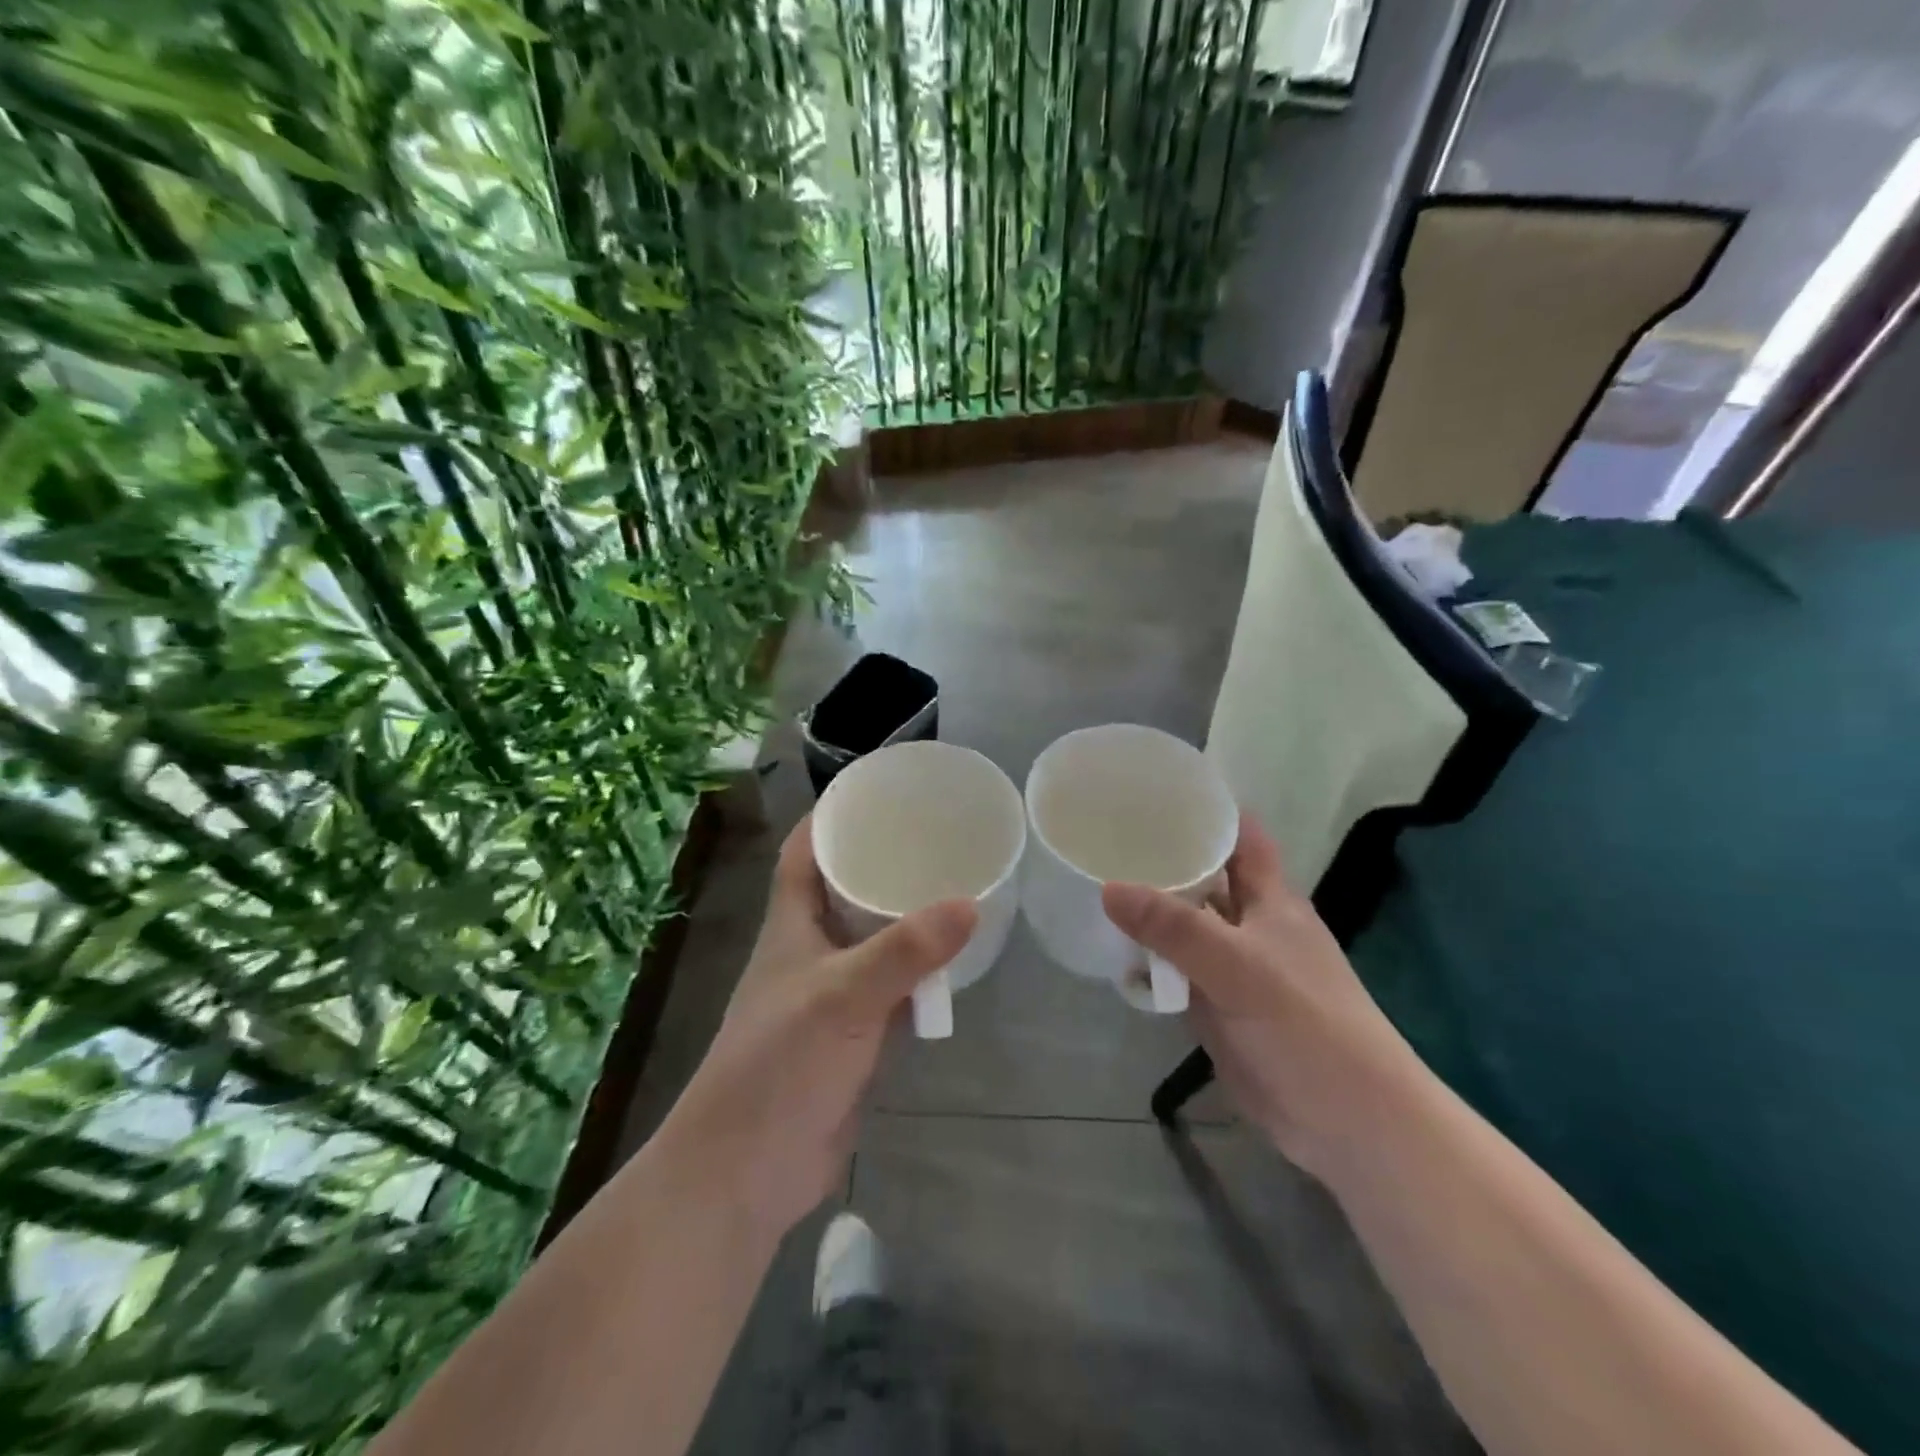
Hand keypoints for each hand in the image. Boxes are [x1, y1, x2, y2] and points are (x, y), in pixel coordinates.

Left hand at [657, 817, 975, 1238]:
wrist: (748, 1171)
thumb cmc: (780, 1065)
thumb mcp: (843, 996)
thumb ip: (905, 951)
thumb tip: (971, 903)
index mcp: (790, 926)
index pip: (803, 854)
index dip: (828, 817)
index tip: (873, 790)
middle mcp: (809, 951)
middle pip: (843, 891)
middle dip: (881, 862)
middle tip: (934, 835)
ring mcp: (831, 996)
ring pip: (872, 940)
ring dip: (904, 918)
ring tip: (955, 884)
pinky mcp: (852, 1036)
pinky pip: (890, 988)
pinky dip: (917, 973)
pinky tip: (953, 961)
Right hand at [1102, 814, 1416, 1171]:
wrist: (1345, 1121)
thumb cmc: (1306, 1025)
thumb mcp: (1239, 966)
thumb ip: (1174, 927)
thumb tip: (1107, 887)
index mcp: (1270, 899)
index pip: (1240, 835)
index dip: (1208, 808)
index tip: (1156, 788)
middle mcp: (1249, 924)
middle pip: (1204, 877)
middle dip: (1162, 857)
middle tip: (1103, 832)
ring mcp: (1231, 966)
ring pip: (1184, 925)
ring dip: (1149, 909)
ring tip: (1093, 879)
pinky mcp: (1215, 1005)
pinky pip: (1174, 970)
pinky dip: (1147, 960)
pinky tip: (1110, 949)